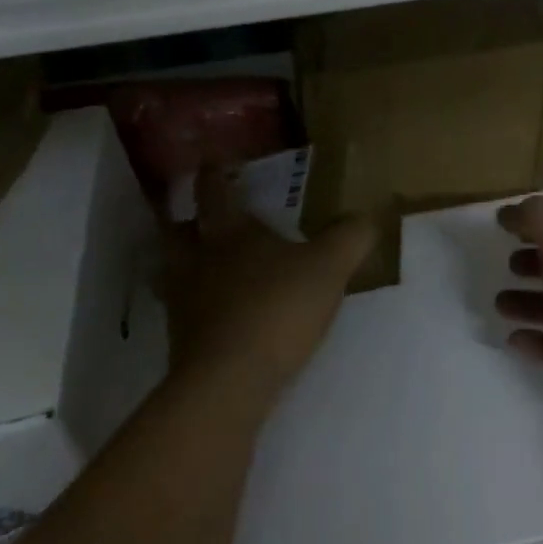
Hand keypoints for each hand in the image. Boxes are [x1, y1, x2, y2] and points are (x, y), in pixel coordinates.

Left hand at [159, 166, 375, 409]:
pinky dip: (195, 303)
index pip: (214, 191)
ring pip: (173, 270)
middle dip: (185, 218)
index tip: (211, 162)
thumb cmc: (277, 307)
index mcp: (229, 232)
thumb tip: (369, 215)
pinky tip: (216, 313)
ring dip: (184, 262)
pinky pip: (184, 310)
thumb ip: (350, 237)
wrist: (229, 380)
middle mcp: (197, 259)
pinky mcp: (182, 341)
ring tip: (204, 264)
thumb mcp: (329, 267)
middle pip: (177, 230)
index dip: (212, 174)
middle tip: (198, 215)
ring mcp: (184, 301)